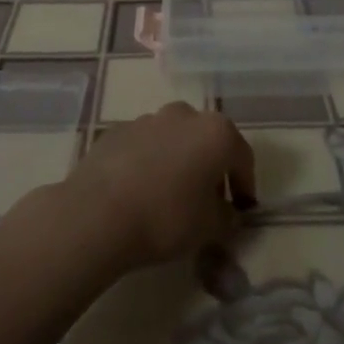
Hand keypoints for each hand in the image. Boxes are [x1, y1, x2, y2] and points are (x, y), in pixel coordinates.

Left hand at [53, 103, 256, 271]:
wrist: (98, 213)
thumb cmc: (166, 217)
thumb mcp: (209, 228)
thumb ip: (227, 217)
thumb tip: (227, 212)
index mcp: (216, 133)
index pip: (242, 157)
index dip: (245, 185)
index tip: (242, 209)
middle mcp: (185, 115)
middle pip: (207, 140)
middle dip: (211, 167)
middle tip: (208, 201)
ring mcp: (149, 119)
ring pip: (175, 138)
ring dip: (179, 161)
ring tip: (170, 195)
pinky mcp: (118, 129)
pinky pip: (145, 145)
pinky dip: (149, 162)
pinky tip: (140, 190)